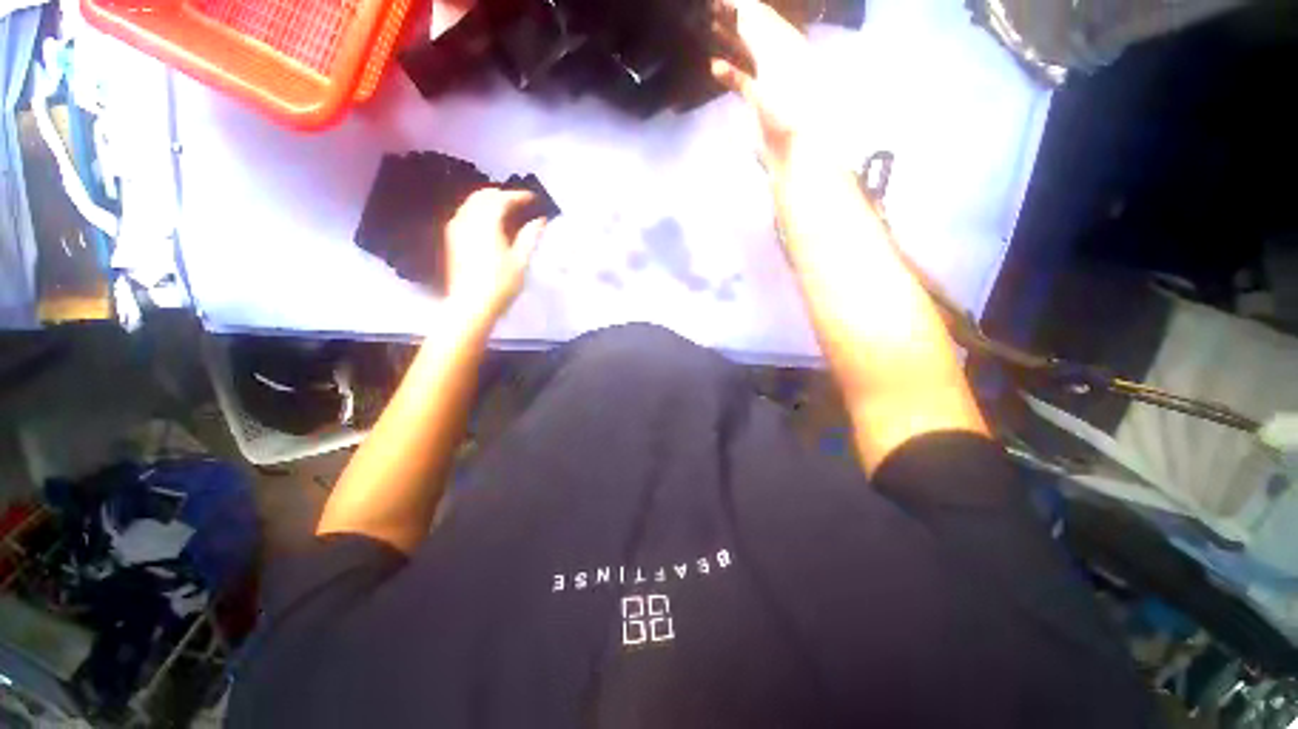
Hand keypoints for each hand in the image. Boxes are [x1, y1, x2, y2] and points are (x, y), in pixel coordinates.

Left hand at [443, 188, 547, 325]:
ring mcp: (457, 228)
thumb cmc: (501, 284)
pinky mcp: (452, 239)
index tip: (532, 198)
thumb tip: (540, 221)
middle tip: (519, 202)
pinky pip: (465, 214)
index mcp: (487, 223)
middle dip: (501, 195)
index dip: (518, 196)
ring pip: (471, 203)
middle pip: (483, 196)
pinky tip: (488, 223)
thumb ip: (530, 236)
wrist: (472, 304)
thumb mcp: (521, 260)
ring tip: (506, 210)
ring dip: (489, 201)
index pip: (502, 199)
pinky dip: (478, 211)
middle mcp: (468, 220)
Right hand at [710, 0, 816, 174]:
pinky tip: (715, 66)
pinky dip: (729, 73)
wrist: (795, 148)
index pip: (761, 16)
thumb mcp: (776, 62)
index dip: (741, 5)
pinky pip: (743, 80)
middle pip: (754, 31)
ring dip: (729, 41)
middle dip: (733, 17)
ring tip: (710, 27)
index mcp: (787, 44)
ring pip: (747, 54)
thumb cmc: (790, 104)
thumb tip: (743, 7)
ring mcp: (769, 81)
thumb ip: (759, 32)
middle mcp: (779, 56)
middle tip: (711, 6)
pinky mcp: (760, 103)